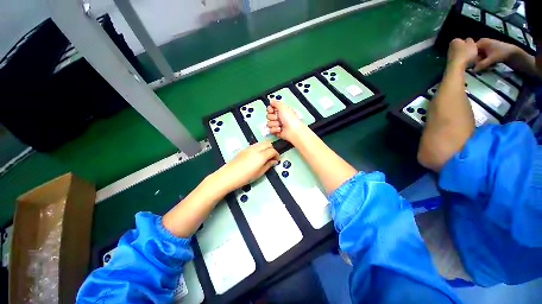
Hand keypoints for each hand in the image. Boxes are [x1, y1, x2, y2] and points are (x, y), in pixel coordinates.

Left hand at [215, 142, 278, 190]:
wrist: (229, 175)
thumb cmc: (246, 177)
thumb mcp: (259, 173)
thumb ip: (268, 165)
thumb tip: (274, 161)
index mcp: (261, 155)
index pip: (273, 151)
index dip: (277, 155)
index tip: (277, 160)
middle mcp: (256, 148)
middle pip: (268, 143)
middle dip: (272, 149)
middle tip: (272, 157)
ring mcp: (250, 147)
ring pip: (262, 143)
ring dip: (266, 147)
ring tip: (265, 156)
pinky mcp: (245, 149)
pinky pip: (256, 145)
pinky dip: (260, 147)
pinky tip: (257, 155)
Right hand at [266, 100, 305, 141]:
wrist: (293, 130)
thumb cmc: (290, 118)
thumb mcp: (283, 107)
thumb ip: (276, 103)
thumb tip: (271, 101)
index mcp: (281, 110)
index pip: (270, 108)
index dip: (269, 109)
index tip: (271, 110)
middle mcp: (279, 117)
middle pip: (268, 116)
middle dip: (272, 117)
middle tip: (277, 118)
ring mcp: (277, 125)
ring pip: (269, 123)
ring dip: (273, 124)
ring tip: (279, 125)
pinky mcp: (276, 131)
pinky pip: (270, 130)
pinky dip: (275, 129)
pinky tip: (280, 129)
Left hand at [447, 38, 478, 68]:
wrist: (456, 67)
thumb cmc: (465, 53)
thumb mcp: (472, 43)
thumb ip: (470, 40)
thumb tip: (468, 40)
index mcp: (454, 41)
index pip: (463, 40)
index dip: (469, 43)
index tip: (473, 47)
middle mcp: (450, 47)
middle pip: (462, 47)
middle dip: (467, 50)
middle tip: (473, 53)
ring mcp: (449, 55)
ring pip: (461, 54)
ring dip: (466, 56)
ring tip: (471, 59)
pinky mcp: (450, 62)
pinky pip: (459, 60)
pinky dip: (463, 61)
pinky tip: (466, 64)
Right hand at [473, 38, 519, 70]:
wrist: (512, 52)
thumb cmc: (502, 53)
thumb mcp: (492, 59)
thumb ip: (482, 65)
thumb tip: (473, 71)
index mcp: (480, 42)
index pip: (470, 51)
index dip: (470, 58)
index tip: (473, 65)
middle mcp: (481, 43)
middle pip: (474, 54)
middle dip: (477, 61)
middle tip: (481, 67)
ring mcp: (484, 47)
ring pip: (478, 57)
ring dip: (481, 62)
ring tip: (487, 65)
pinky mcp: (487, 50)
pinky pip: (481, 57)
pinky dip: (484, 61)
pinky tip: (488, 64)